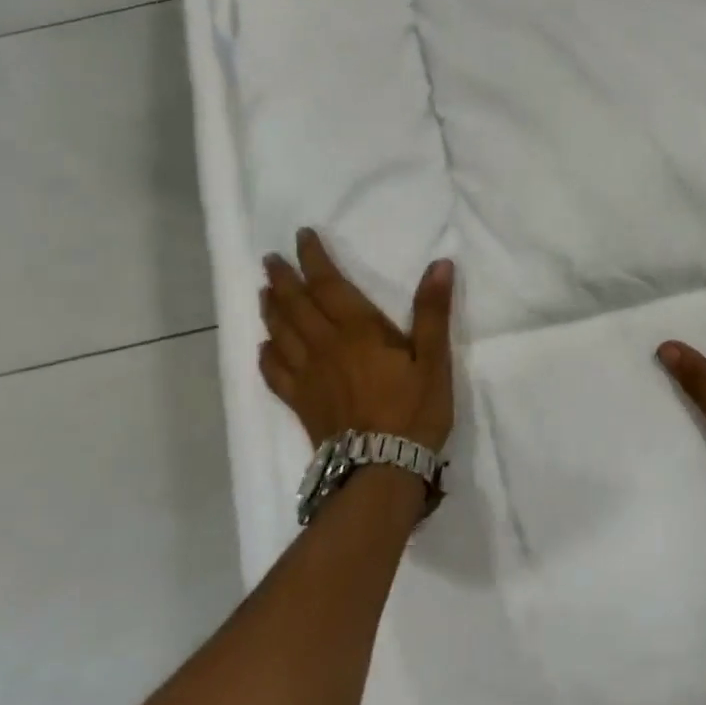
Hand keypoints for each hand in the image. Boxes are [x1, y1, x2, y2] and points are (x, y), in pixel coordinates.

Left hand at [258, 229, 455, 452]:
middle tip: (270, 259)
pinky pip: (275, 372)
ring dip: (271, 309)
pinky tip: (265, 348)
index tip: (301, 236)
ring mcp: (308, 376)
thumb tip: (440, 264)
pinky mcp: (301, 403)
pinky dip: (266, 354)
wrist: (381, 468)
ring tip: (264, 292)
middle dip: (282, 278)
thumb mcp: (435, 359)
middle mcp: (325, 346)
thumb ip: (433, 311)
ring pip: (280, 333)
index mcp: (358, 330)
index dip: (313, 258)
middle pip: (295, 305)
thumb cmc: (413, 411)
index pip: (327, 284)